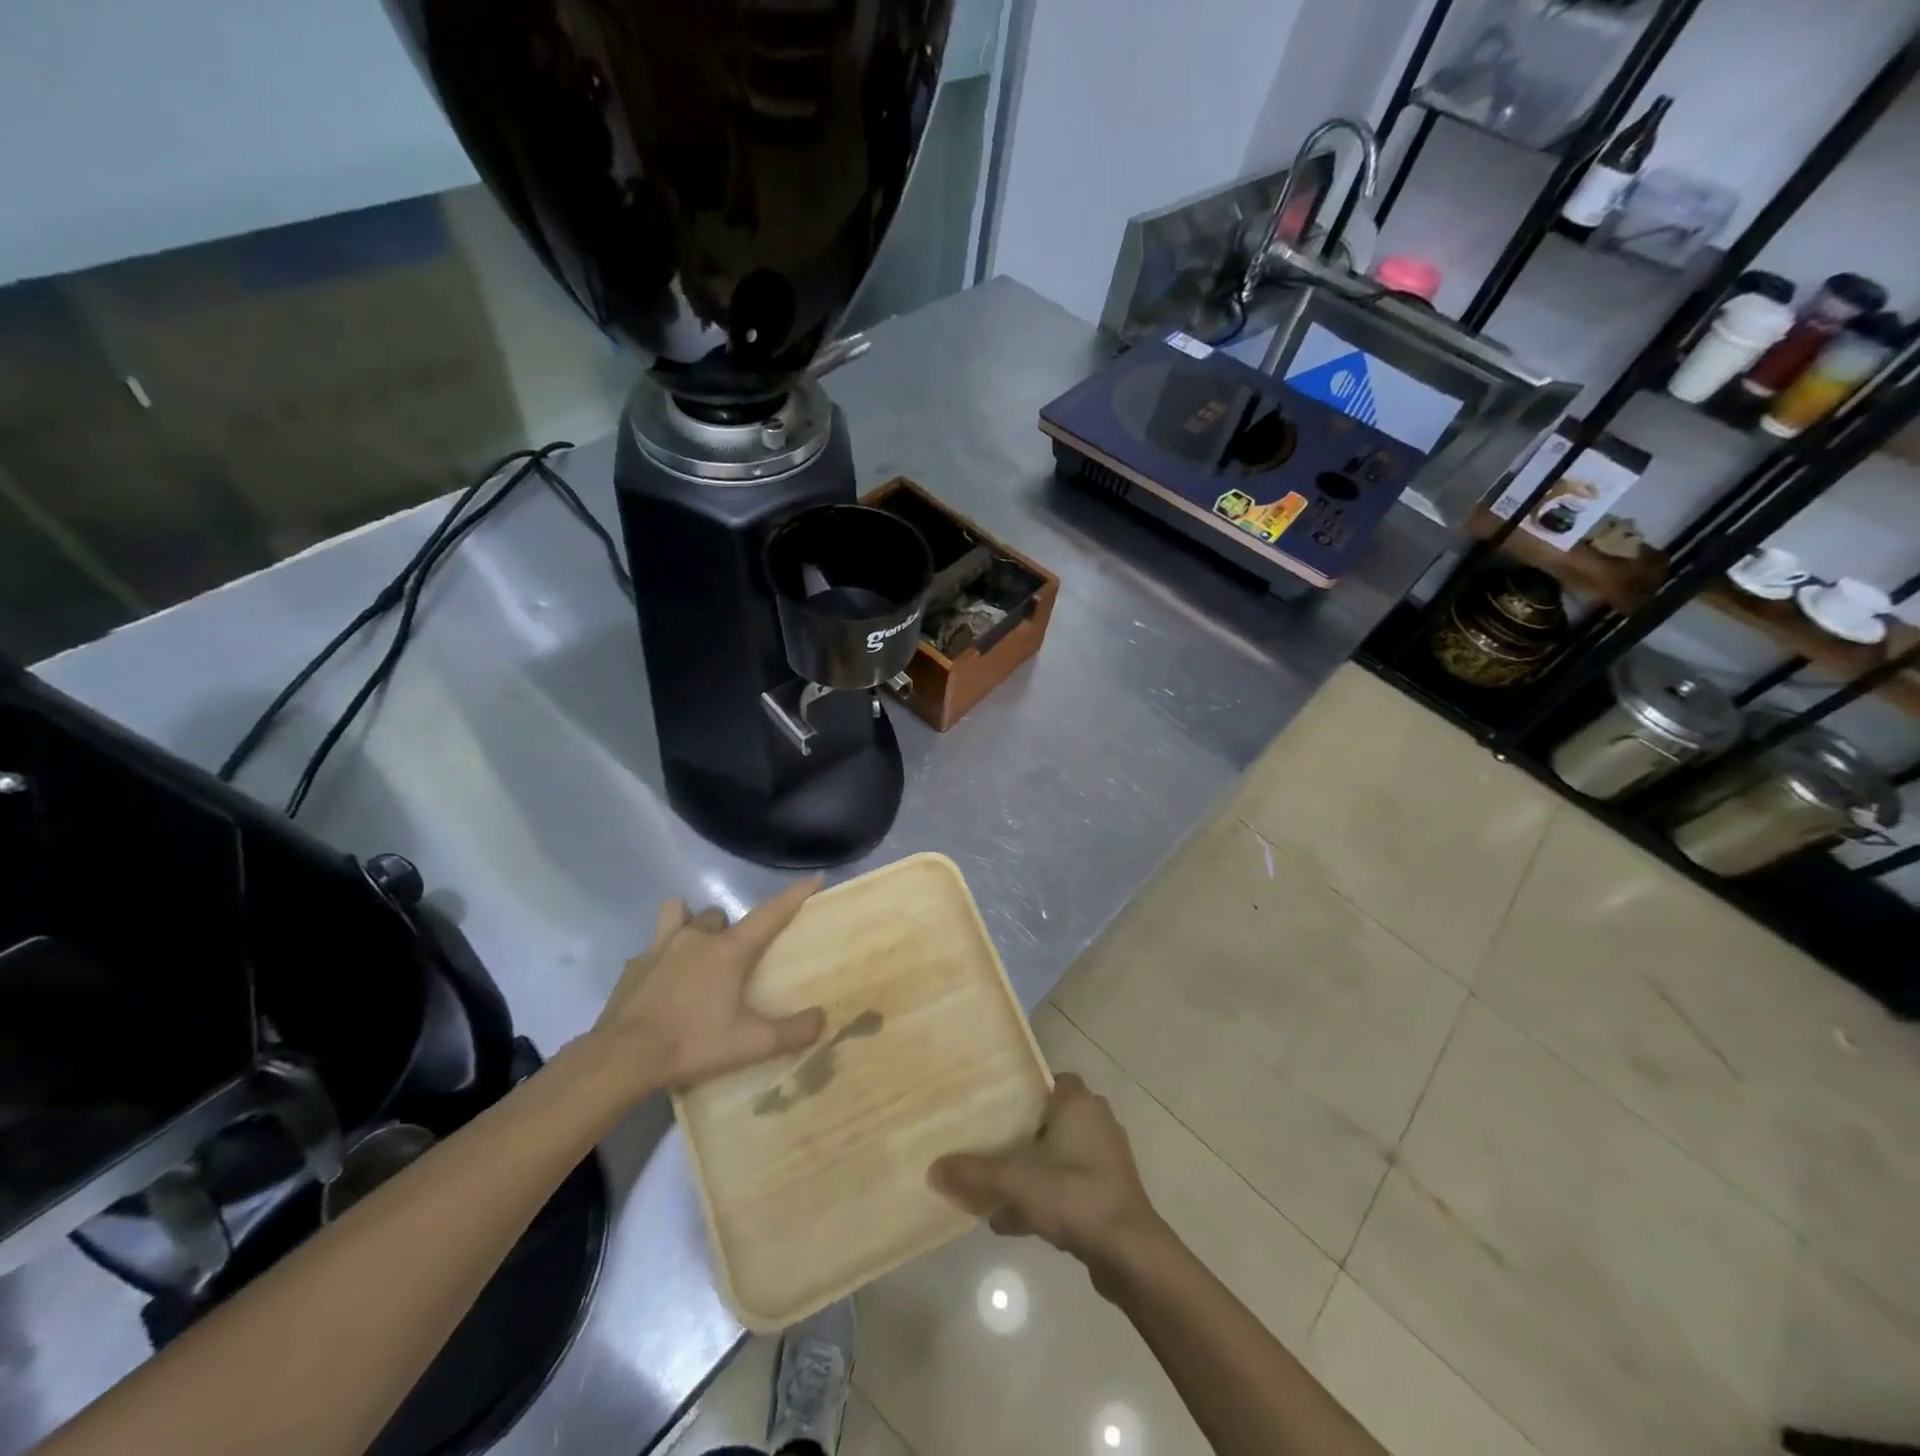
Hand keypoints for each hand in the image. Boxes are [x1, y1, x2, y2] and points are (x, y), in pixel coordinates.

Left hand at [588, 878, 826, 1092]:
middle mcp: (696, 938)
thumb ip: (792, 1032)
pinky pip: (653, 947)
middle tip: (734, 960)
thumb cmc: (692, 1043)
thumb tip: (821, 1019)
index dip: (795, 895)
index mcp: (728, 950)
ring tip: (694, 951)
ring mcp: (660, 946)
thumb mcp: (751, 1044)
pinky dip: (662, 957)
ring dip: (690, 924)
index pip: (770, 913)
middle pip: (720, 915)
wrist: (622, 1058)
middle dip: (730, 929)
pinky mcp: (633, 965)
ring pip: (680, 914)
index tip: (814, 879)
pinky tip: (663, 983)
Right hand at [929, 1073, 1166, 1284]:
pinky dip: (1045, 1197)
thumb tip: (932, 1169)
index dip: (1020, 1091)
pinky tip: (1013, 1223)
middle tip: (988, 1148)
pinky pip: (1069, 1185)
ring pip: (1058, 1155)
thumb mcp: (1013, 1180)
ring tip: (994, 1193)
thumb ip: (973, 1172)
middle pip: (1049, 1119)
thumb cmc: (1072, 1193)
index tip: (993, 1107)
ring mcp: (1106, 1158)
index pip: (1046, 1080)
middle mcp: (1096, 1121)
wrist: (1129, 1251)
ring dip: (1030, 1172)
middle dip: (1019, 1136)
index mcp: (1078, 1102)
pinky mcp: (1110, 1191)